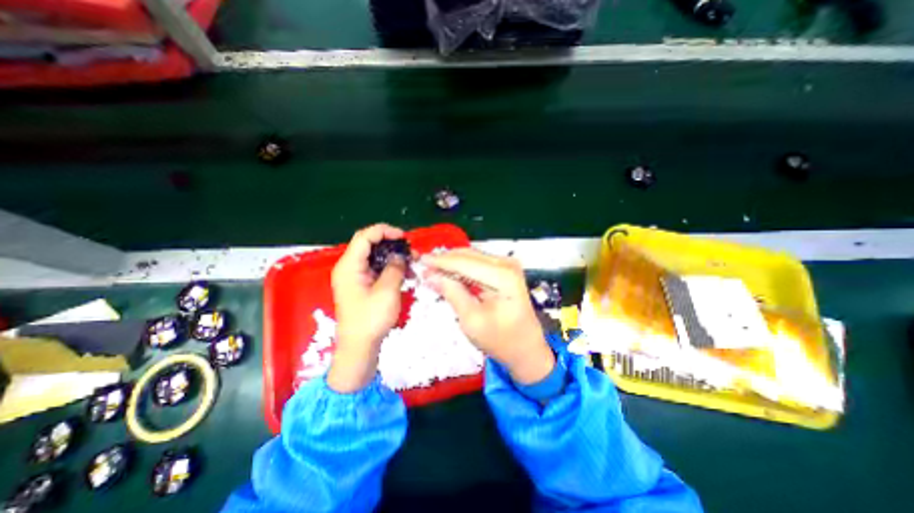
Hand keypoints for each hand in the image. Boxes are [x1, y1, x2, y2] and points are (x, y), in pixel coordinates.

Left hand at [325, 222, 401, 392]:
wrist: (359, 347)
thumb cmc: (371, 319)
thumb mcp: (387, 291)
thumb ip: (395, 268)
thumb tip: (400, 256)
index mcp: (349, 266)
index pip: (365, 237)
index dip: (384, 231)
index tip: (403, 237)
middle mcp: (349, 267)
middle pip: (369, 245)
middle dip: (391, 244)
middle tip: (409, 250)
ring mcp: (355, 277)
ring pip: (374, 257)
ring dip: (392, 256)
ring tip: (411, 261)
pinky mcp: (361, 285)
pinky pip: (376, 269)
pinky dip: (389, 267)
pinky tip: (404, 272)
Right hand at [419, 249, 552, 384]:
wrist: (527, 349)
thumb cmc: (501, 340)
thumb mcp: (472, 320)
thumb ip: (452, 292)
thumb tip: (430, 275)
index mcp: (503, 276)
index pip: (464, 262)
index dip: (440, 261)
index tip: (419, 260)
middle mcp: (507, 264)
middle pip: (468, 255)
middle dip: (444, 260)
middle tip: (423, 267)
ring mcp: (508, 265)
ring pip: (471, 256)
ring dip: (452, 262)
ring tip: (432, 270)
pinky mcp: (505, 270)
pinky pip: (478, 263)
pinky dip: (461, 267)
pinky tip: (448, 273)